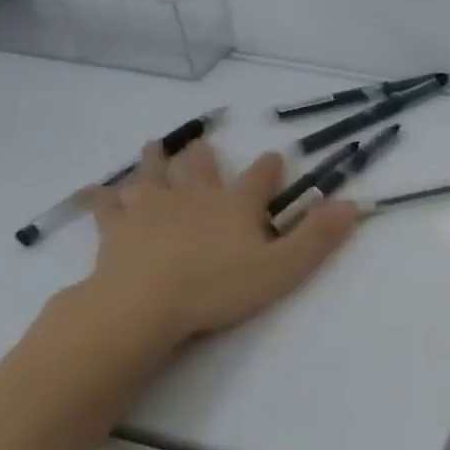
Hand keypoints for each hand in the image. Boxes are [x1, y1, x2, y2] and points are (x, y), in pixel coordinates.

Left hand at [78, 142, 358, 348]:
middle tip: (202, 145)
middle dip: (204, 156)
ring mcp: (151, 208)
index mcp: (236, 205)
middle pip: (200, 166)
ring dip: (155, 160)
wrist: (144, 303)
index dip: (270, 167)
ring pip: (153, 174)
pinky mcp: (116, 228)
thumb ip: (317, 236)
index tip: (275, 156)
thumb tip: (352, 204)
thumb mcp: (283, 268)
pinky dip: (103, 197)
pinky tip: (97, 192)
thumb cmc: (219, 287)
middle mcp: (195, 196)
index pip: (260, 178)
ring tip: (154, 147)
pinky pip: (106, 206)